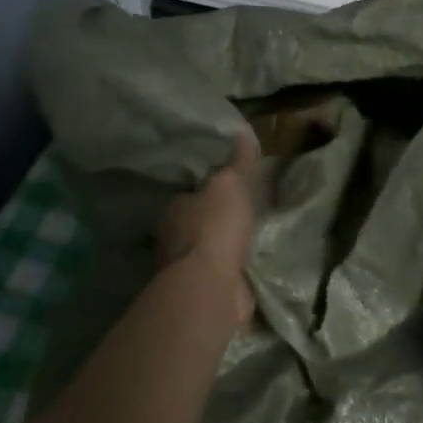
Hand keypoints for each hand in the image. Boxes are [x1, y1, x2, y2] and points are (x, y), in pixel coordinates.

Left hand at [154, 130, 259, 322]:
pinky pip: (220, 272)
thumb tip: (243, 132)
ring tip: (250, 236)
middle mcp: (172, 239)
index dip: (208, 189)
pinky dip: (232, 268)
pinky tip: (248, 264)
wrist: (211, 286)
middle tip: (242, 210)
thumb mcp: (230, 184)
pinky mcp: (202, 291)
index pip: (188, 194)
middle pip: (195, 223)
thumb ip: (238, 162)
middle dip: (215, 219)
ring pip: (207, 250)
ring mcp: (185, 269)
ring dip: (223, 246)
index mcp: (172, 210)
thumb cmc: (214, 227)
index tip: (228, 187)